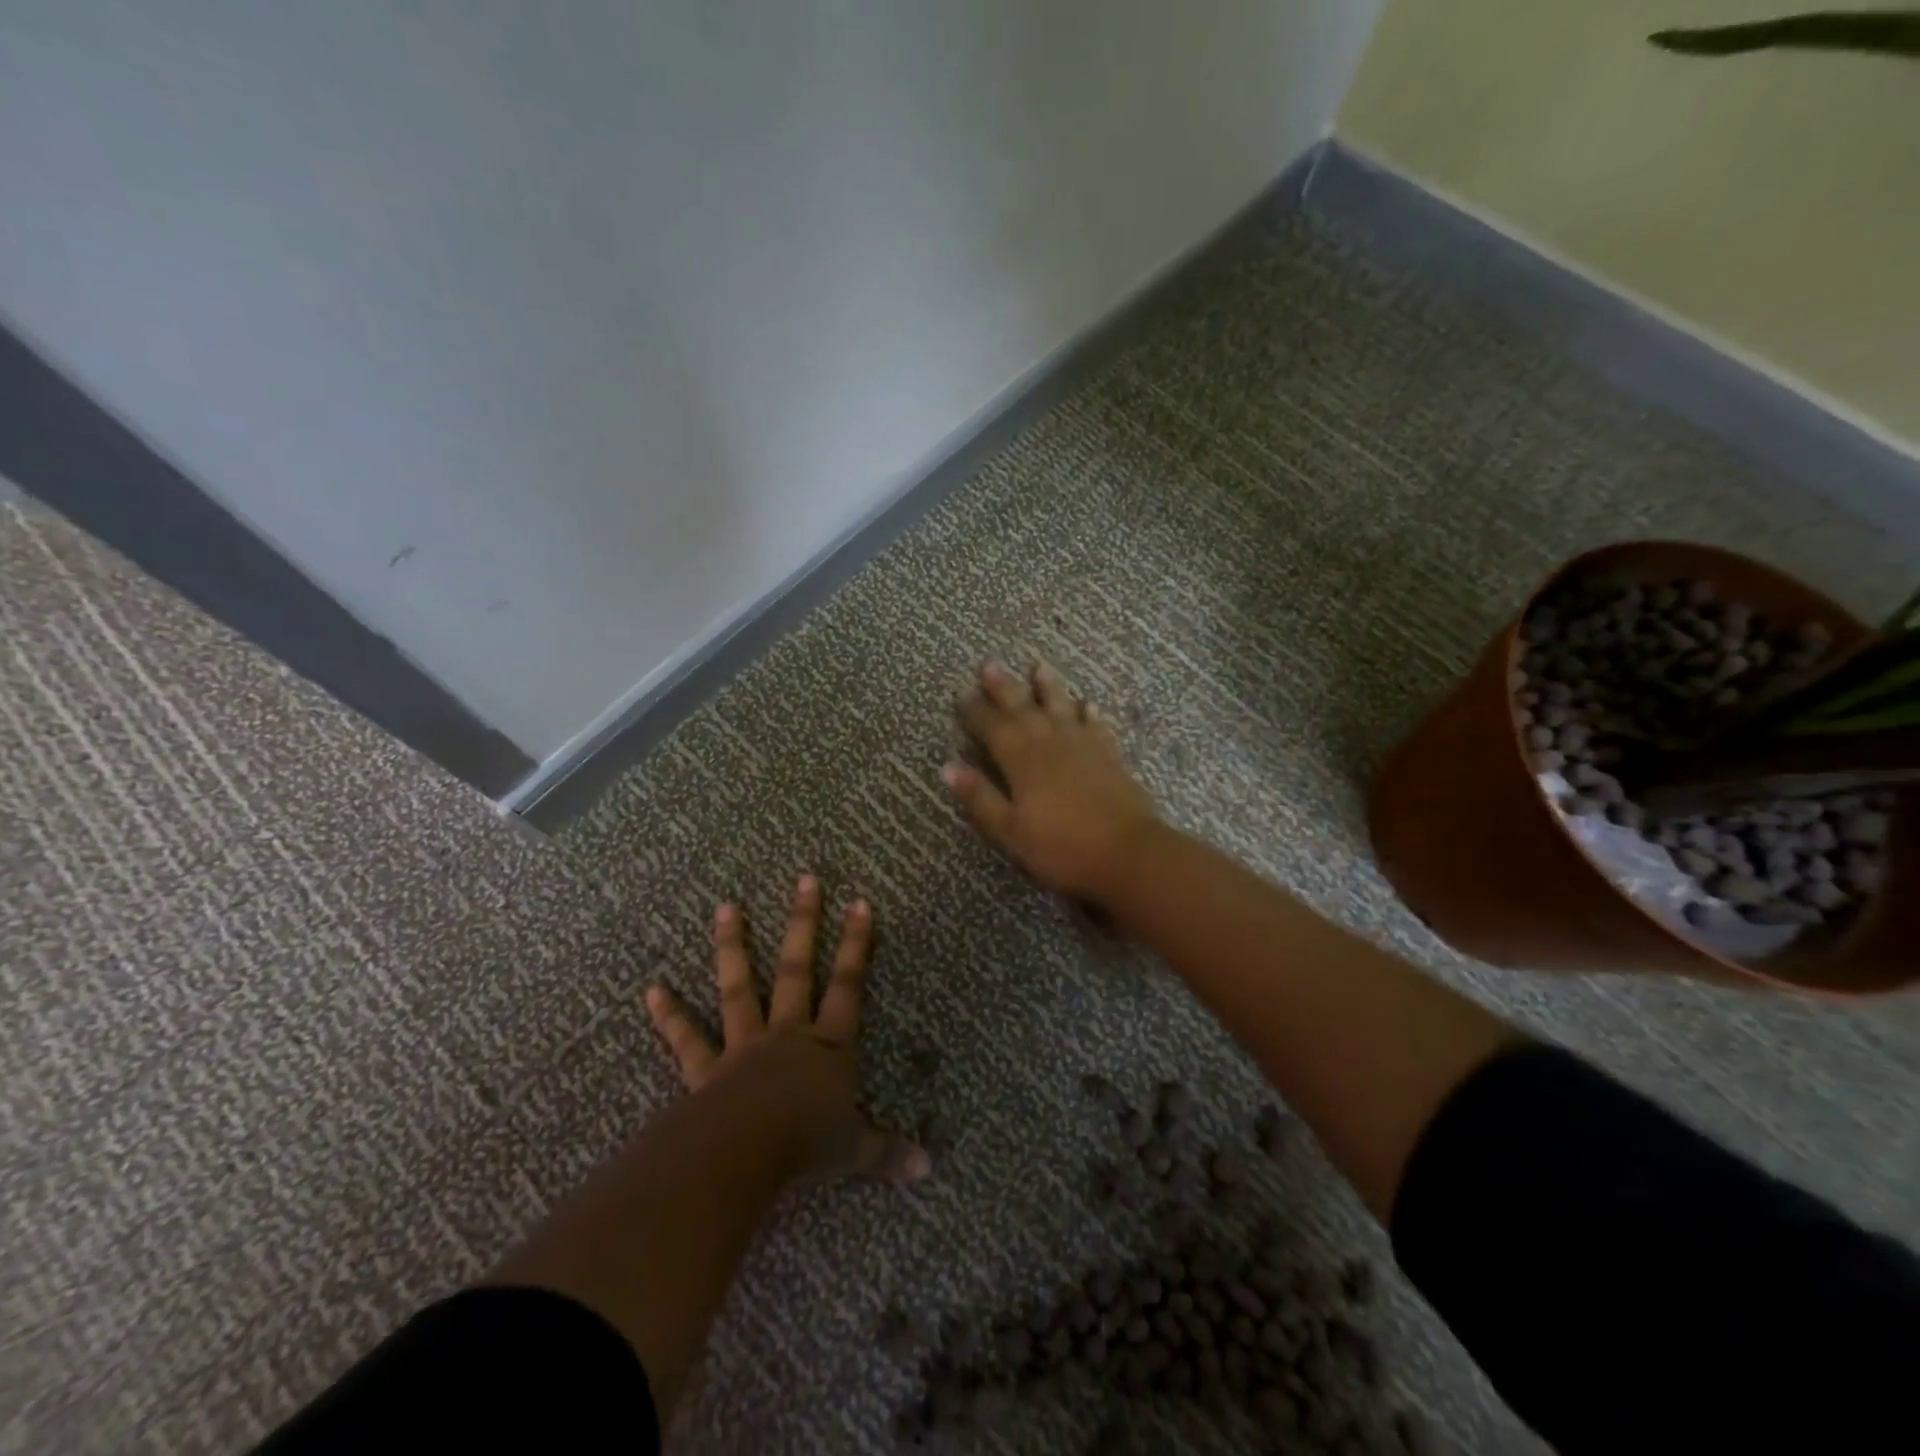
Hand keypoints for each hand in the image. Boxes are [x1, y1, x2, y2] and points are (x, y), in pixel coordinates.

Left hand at [644, 877, 928, 1185]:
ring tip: (727, 907)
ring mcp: (745, 1046)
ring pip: (741, 987)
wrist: (745, 1154)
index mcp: (828, 1046)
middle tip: (805, 879)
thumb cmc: (807, 1144)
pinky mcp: (707, 1069)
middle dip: (804, 923)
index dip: (857, 944)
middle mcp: (788, 1034)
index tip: (860, 903)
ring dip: (733, 947)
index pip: (849, 985)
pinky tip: (652, 990)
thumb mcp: (855, 1150)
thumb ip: (888, 1152)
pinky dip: (670, 1016)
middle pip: (798, 969)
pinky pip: (687, 1040)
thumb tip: (930, 1170)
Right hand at [942, 661, 1160, 903]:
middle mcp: (1051, 744)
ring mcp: (1084, 747)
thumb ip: (980, 797)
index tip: (963, 691)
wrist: (1128, 853)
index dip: (976, 710)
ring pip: (1062, 707)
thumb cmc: (1062, 847)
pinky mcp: (1110, 757)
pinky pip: (1097, 726)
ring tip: (1039, 665)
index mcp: (1022, 761)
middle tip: (991, 664)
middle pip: (1024, 709)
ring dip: (1049, 687)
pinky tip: (1089, 704)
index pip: (993, 728)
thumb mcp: (1010, 830)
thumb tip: (947, 767)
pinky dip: (1090, 713)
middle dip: (1006, 687)